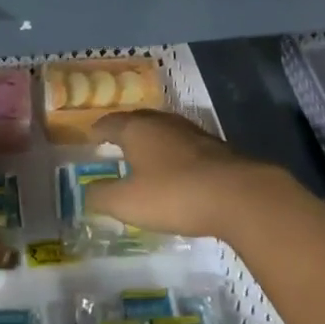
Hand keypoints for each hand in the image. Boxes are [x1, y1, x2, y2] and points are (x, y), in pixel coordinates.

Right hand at [83, 109, 289, 240]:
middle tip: (115, 142)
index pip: (111, 123)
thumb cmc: (174, 194)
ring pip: (164, 131)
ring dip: (152, 140)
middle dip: (125, 130)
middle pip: (138, 121)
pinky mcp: (216, 149)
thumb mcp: (128, 202)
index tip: (91, 136)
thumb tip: (86, 191)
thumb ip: (102, 196)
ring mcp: (193, 133)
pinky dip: (174, 154)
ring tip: (144, 154)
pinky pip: (185, 146)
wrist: (238, 195)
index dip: (99, 130)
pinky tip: (176, 169)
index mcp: (138, 129)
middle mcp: (163, 123)